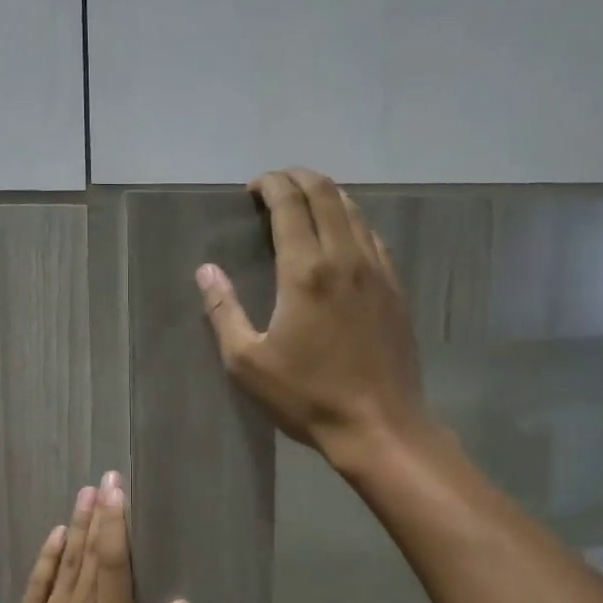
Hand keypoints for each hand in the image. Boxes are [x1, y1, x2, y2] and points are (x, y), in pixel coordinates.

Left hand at [0, 472, 189, 602]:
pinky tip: (56, 535)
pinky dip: (47, 556)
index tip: (119, 492)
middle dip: (100, 513)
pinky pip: (37, 582)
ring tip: (85, 493)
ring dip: (77, 525)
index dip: (117, 524)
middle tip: (105, 478)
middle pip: (91, 553)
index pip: (115, 563)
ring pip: (65, 561)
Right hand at [196, 167, 428, 470]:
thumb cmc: (307, 396)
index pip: (289, 203)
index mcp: (305, 271)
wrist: (378, 425)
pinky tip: (341, 237)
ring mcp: (377, 270)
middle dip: (298, 178)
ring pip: (354, 210)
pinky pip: (373, 236)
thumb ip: (224, 311)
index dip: (270, 184)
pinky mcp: (395, 288)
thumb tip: (206, 271)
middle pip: (325, 194)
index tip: (253, 188)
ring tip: (304, 203)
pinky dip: (351, 221)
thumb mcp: (247, 363)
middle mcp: (345, 257)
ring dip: (326, 196)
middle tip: (275, 185)